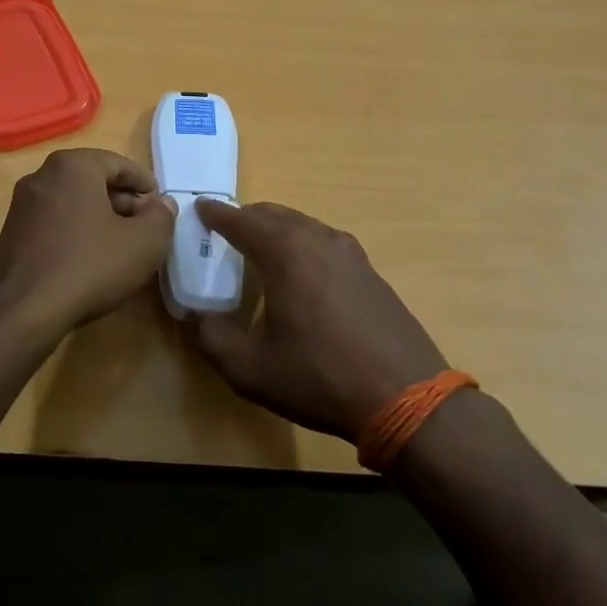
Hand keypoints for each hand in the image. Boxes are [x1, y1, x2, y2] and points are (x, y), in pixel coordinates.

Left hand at [0, 148, 175, 337]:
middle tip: (144, 225)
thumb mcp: (143, 243)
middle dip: (122, 200)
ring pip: (72, 202)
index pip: (118, 163)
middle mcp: (41, 176)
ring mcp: (21, 206)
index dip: (143, 183)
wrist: (23, 311)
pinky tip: (89, 260)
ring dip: (98, 217)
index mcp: (73, 166)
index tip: (159, 203)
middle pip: (92, 181)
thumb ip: (161, 217)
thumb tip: (162, 204)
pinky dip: (75, 232)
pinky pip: (52, 223)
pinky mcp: (10, 234)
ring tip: (120, 245)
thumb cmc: (89, 266)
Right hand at [190, 201, 446, 440]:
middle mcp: (320, 241)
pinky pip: (326, 243)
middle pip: (275, 214)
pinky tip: (301, 274)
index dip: (217, 214)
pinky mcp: (372, 273)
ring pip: (304, 225)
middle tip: (225, 230)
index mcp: (287, 253)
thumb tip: (200, 318)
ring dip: (277, 229)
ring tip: (260, 249)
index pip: (242, 221)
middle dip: (246, 217)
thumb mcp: (250, 370)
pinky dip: (303, 245)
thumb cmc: (320, 378)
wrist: (407, 398)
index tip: (200, 207)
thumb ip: (212, 339)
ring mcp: (352, 254)